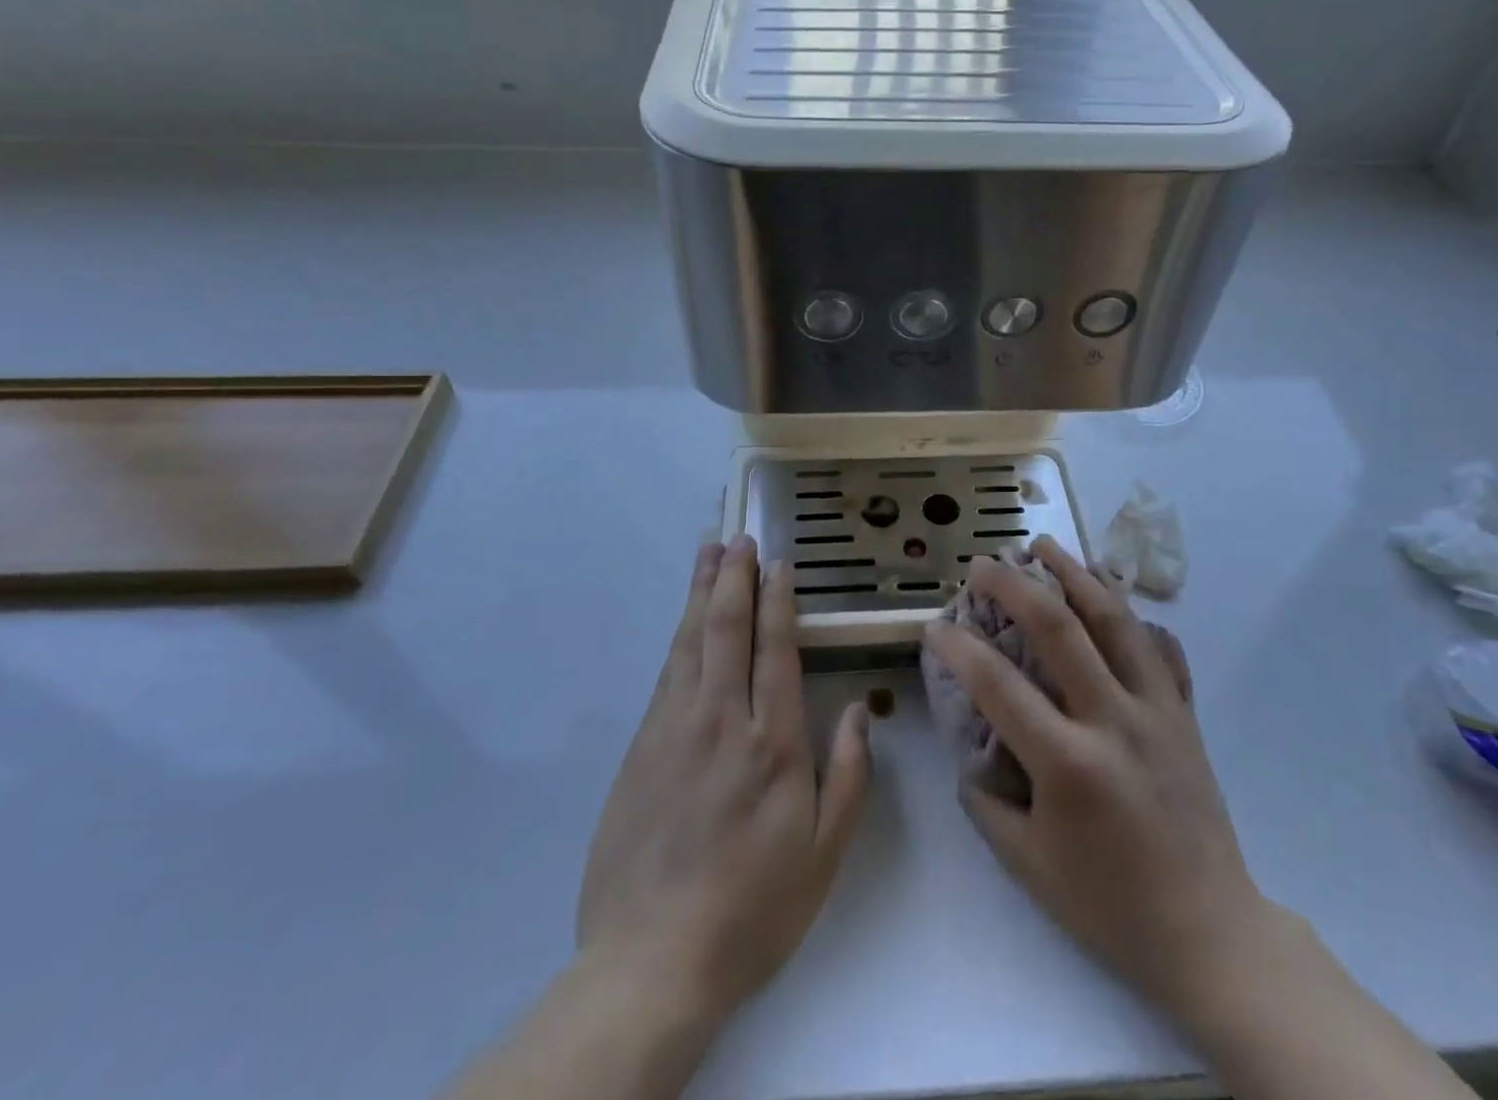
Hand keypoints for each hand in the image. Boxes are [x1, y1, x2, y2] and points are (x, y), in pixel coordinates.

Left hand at [577, 536, 873, 1027]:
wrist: (650, 960)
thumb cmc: (753, 907)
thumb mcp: (824, 853)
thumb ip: (848, 776)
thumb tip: (858, 710)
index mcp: (771, 744)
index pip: (774, 650)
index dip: (777, 600)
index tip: (778, 562)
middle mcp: (720, 722)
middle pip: (725, 631)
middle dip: (732, 578)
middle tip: (737, 537)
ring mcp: (673, 731)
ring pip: (688, 643)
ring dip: (700, 593)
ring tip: (707, 554)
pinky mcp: (640, 749)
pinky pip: (664, 675)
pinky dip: (677, 637)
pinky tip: (683, 621)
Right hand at [922, 536, 1264, 1032]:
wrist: (1209, 933)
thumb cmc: (1109, 906)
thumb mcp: (1027, 864)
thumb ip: (985, 801)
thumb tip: (969, 750)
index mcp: (1069, 764)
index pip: (998, 685)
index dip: (958, 648)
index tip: (933, 627)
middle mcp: (1115, 720)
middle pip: (1059, 628)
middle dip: (1014, 585)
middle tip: (983, 563)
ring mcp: (1157, 709)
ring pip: (1115, 619)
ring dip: (1075, 574)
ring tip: (1045, 545)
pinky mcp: (1185, 712)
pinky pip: (1158, 646)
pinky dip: (1131, 612)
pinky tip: (1110, 593)